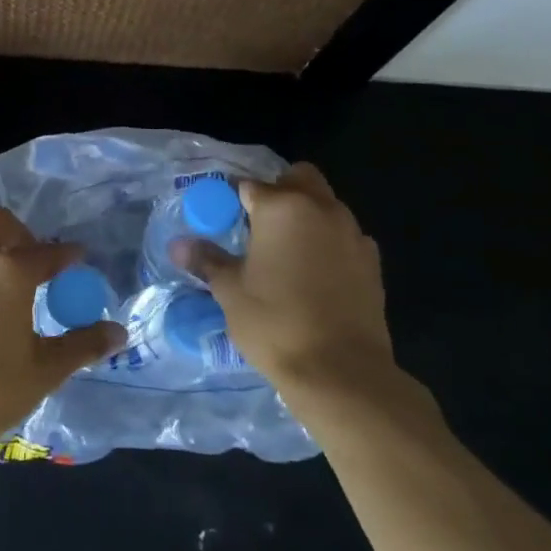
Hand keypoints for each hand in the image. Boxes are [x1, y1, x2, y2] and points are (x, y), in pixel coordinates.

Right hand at [175, 163, 398, 403]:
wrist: (342, 373)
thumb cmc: (275, 323)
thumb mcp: (230, 291)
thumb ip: (207, 260)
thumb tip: (178, 245)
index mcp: (281, 207)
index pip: (248, 185)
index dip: (232, 198)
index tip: (221, 217)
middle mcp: (320, 209)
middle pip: (298, 177)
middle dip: (278, 190)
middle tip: (257, 223)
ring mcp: (352, 233)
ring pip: (326, 204)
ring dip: (306, 215)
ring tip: (285, 252)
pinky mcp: (372, 262)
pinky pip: (345, 236)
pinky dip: (329, 242)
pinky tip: (315, 274)